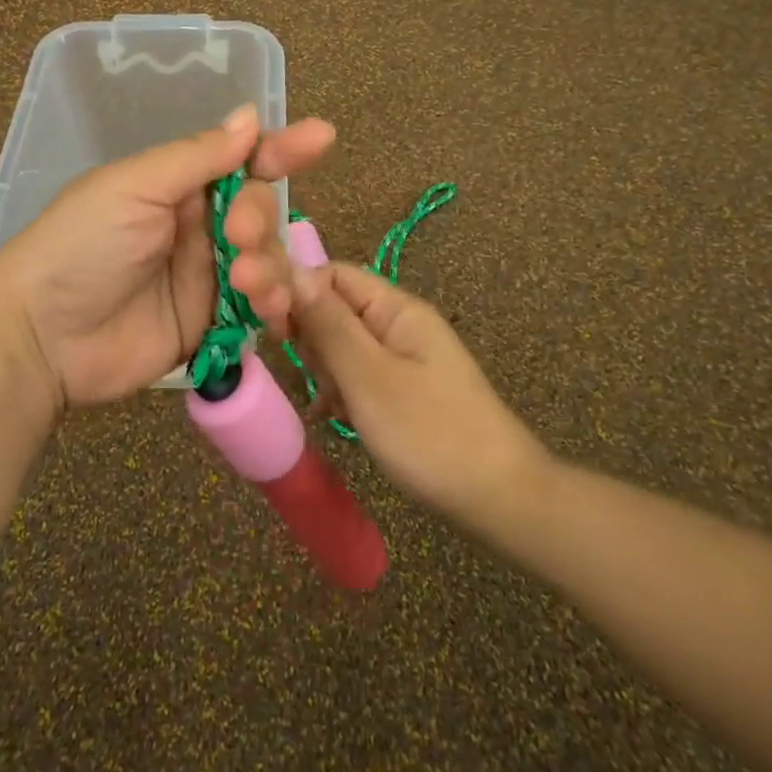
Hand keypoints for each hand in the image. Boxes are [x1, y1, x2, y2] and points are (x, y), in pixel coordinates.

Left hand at [0, 105, 335, 413]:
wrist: (43, 338)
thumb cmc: (82, 246)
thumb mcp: (135, 187)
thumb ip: (197, 157)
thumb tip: (250, 116)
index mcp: (175, 184)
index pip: (239, 159)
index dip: (279, 148)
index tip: (321, 139)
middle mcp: (196, 225)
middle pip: (259, 210)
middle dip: (260, 219)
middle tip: (238, 237)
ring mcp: (204, 276)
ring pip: (266, 259)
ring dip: (270, 266)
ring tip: (247, 284)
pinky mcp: (210, 323)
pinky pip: (257, 307)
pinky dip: (274, 306)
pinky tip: (273, 312)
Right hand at [238, 247, 541, 525]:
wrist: (500, 499)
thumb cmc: (429, 433)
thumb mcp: (369, 377)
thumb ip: (328, 324)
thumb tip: (292, 271)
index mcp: (395, 308)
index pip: (332, 275)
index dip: (297, 292)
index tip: (272, 329)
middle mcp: (399, 324)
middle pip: (334, 308)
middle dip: (311, 338)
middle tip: (316, 378)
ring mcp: (403, 358)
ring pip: (342, 345)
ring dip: (325, 370)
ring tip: (330, 405)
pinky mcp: (403, 389)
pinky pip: (358, 374)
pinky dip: (341, 391)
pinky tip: (332, 417)